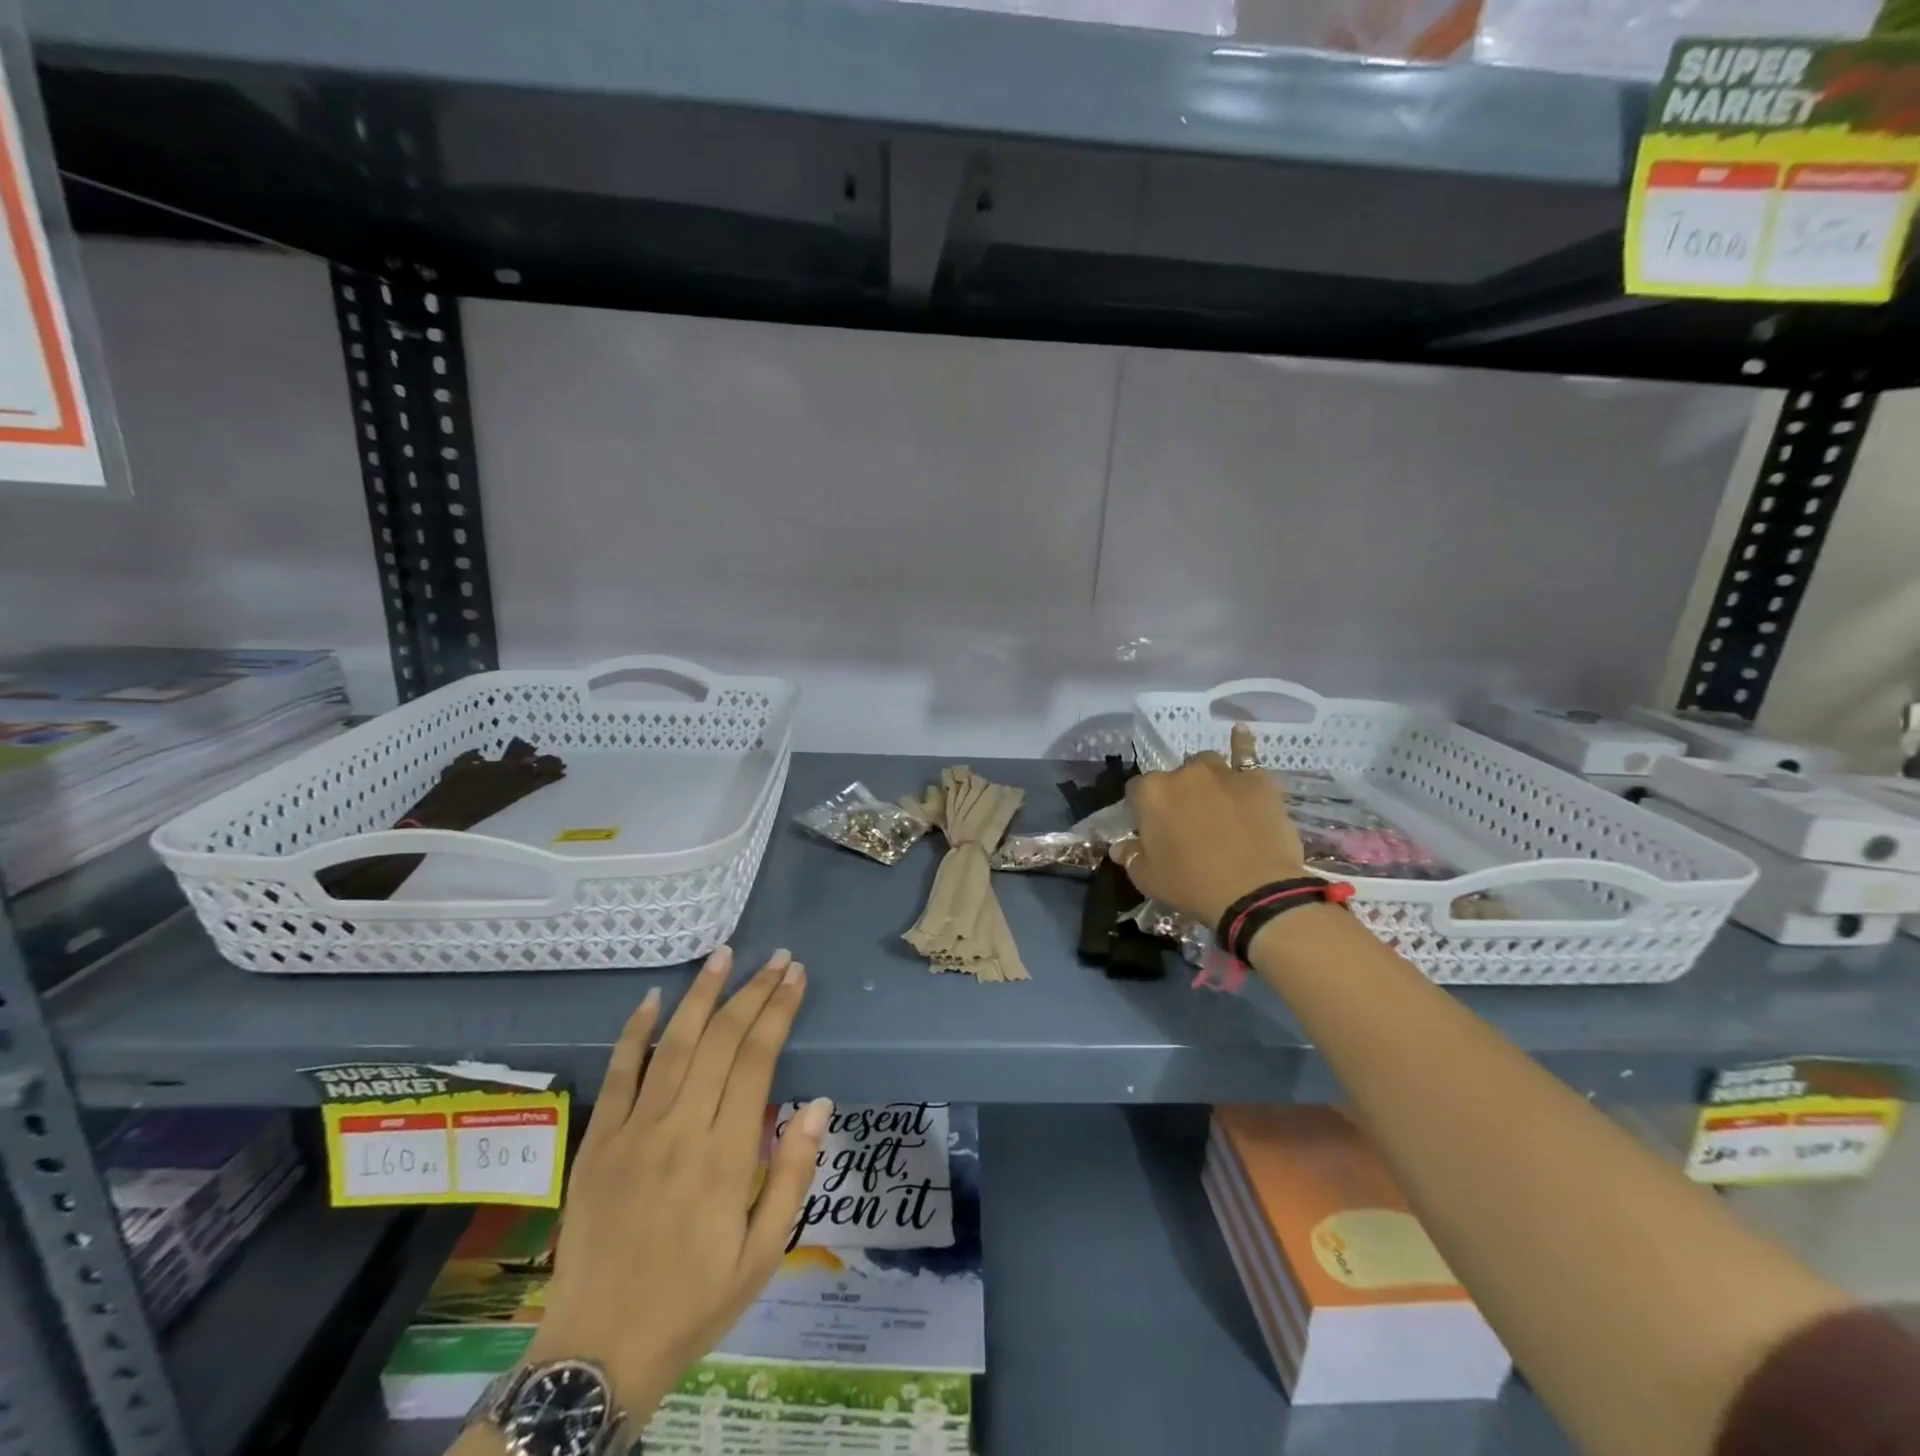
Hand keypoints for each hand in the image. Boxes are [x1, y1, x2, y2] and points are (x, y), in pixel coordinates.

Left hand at [527, 947, 829, 1422]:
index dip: (779, 1010)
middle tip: (776, 958)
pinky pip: (619, 1074)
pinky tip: (651, 999)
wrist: (597, 1351)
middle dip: (752, 991)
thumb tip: (819, 1104)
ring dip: (701, 995)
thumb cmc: (694, 1302)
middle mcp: (681, 1129)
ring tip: (723, 955)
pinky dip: (635, 1032)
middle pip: (722, 1040)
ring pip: (674, 1044)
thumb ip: (792, 1174)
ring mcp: (634, 1131)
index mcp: (726, 1155)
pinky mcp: (597, 1141)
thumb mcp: (764, 1253)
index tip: (796, 977)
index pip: (758, 1059)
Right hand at [1112, 724, 1306, 927]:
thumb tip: (1120, 847)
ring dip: (1205, 780)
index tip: (1151, 830)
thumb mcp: (1148, 879)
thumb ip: (1130, 857)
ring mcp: (1223, 773)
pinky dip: (1241, 745)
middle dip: (1176, 796)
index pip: (1136, 791)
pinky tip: (1240, 732)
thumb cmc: (1193, 885)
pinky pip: (1246, 755)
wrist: (1256, 891)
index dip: (1142, 810)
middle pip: (1173, 777)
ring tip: (1215, 804)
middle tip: (1186, 825)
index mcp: (1151, 793)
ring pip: (1206, 766)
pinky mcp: (1257, 781)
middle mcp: (1184, 774)